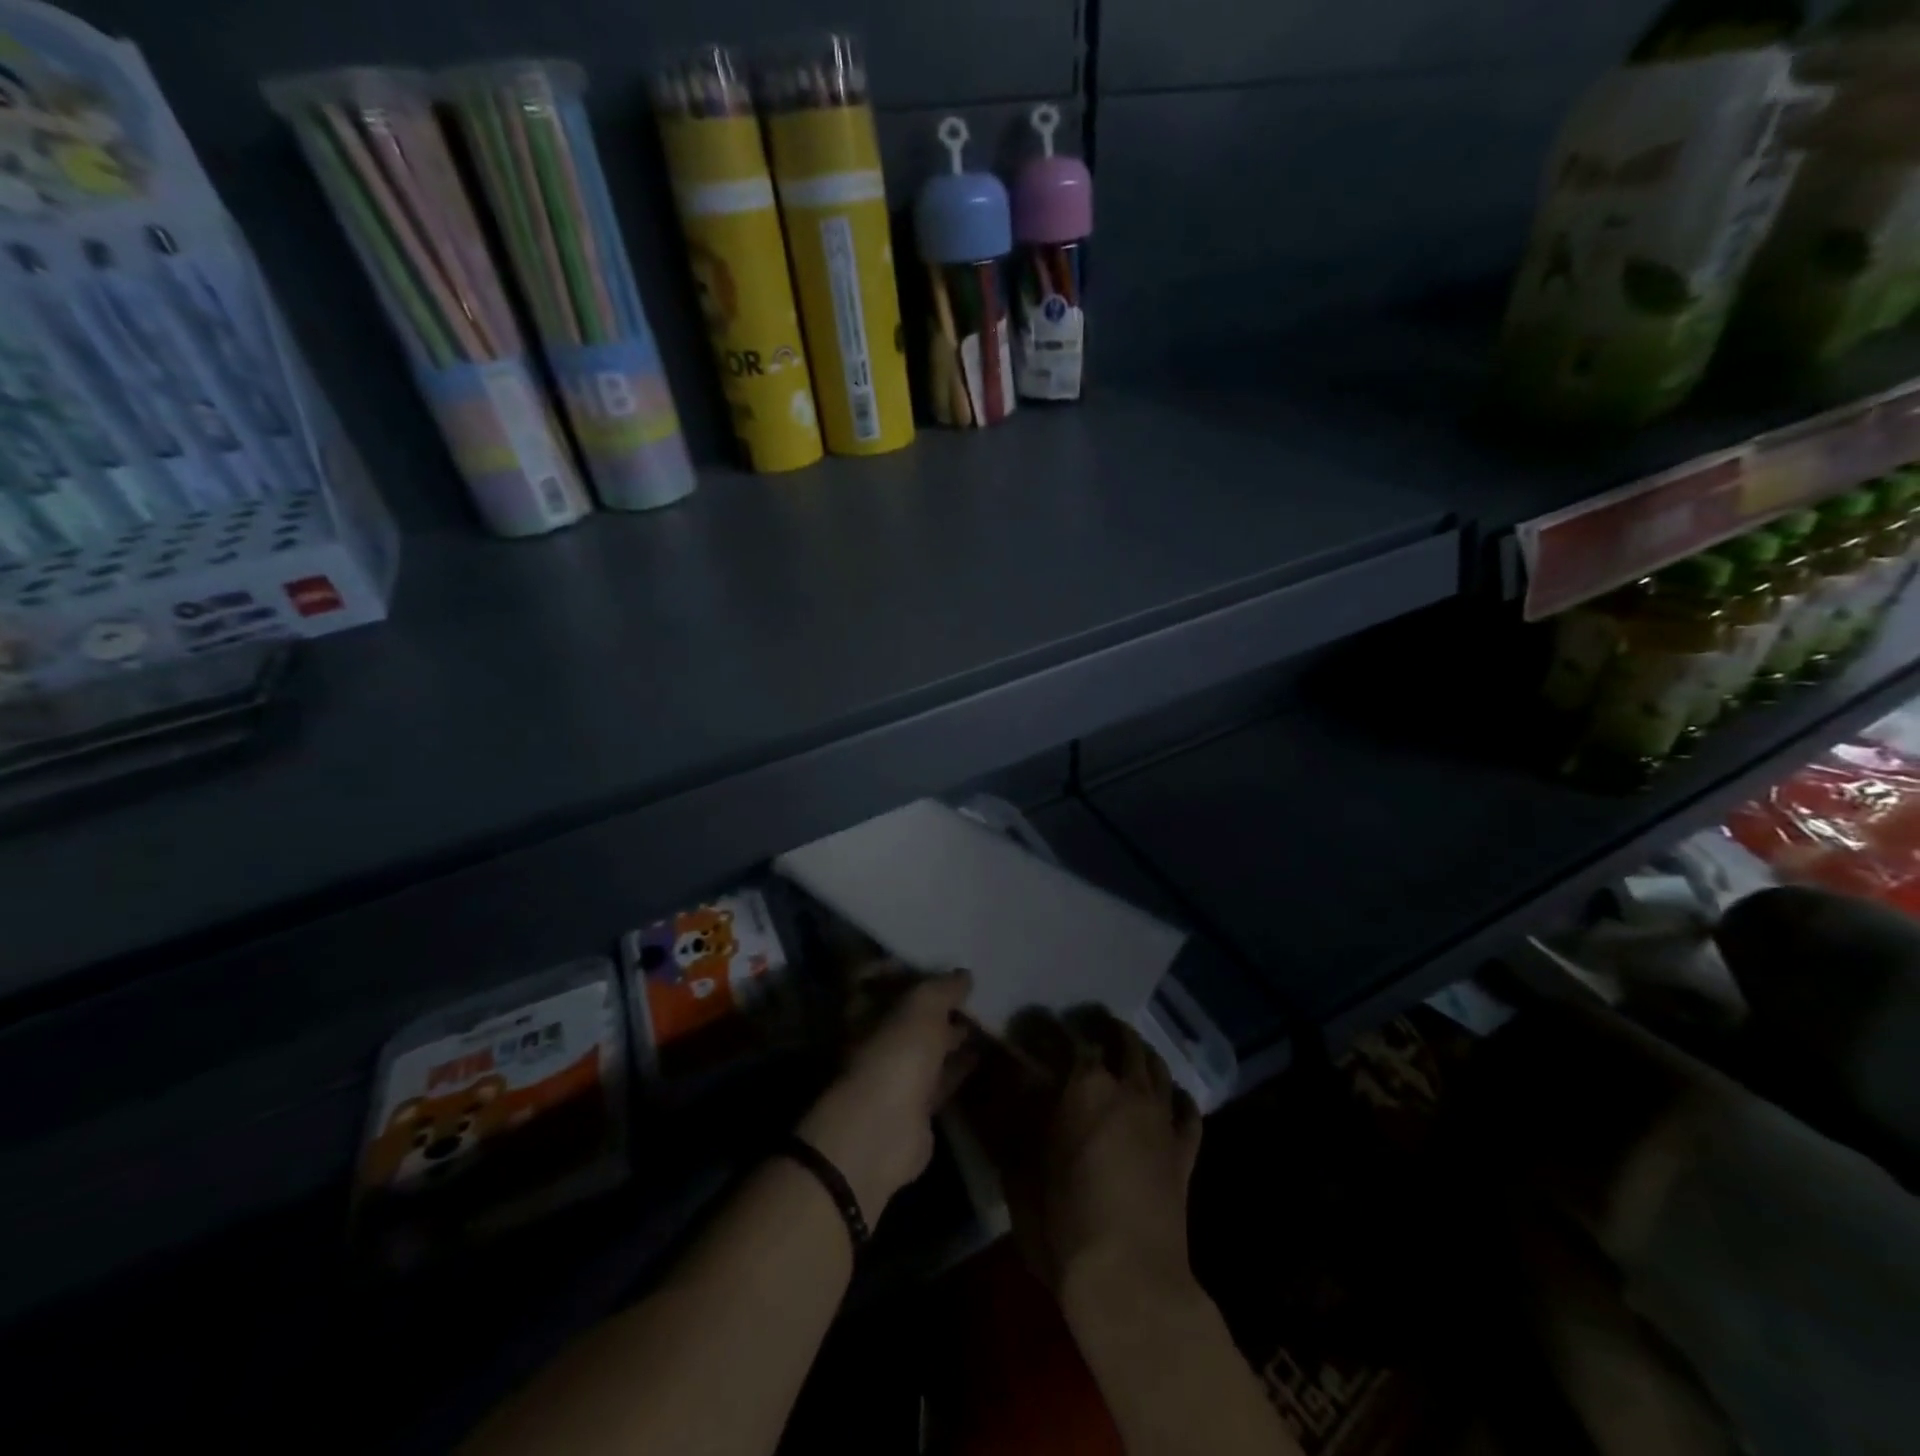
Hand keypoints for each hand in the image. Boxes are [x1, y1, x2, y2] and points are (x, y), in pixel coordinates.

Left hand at [796, 969, 975, 1221]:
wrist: (883, 1132)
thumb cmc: (895, 1055)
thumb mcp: (922, 1007)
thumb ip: (943, 987)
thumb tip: (964, 975)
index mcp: (865, 1010)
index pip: (880, 979)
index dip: (907, 969)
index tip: (937, 961)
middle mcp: (876, 1039)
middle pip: (907, 1014)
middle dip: (936, 1003)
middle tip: (970, 989)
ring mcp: (895, 1073)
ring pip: (927, 1046)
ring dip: (951, 1033)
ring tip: (983, 1016)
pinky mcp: (916, 1104)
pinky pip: (941, 1077)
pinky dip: (959, 1065)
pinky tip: (982, 1052)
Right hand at [978, 1006, 1201, 1298]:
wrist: (1131, 1283)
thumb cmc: (1064, 1223)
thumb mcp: (1019, 1171)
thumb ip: (1014, 1121)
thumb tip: (1004, 1090)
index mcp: (1083, 1085)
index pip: (1063, 1037)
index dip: (1044, 1027)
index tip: (1030, 1025)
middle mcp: (1127, 1088)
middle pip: (1121, 1040)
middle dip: (1102, 1027)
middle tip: (1085, 1025)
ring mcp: (1162, 1118)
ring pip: (1157, 1066)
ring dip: (1140, 1052)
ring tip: (1126, 1049)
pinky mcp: (1184, 1152)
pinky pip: (1188, 1111)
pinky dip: (1178, 1097)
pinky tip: (1171, 1096)